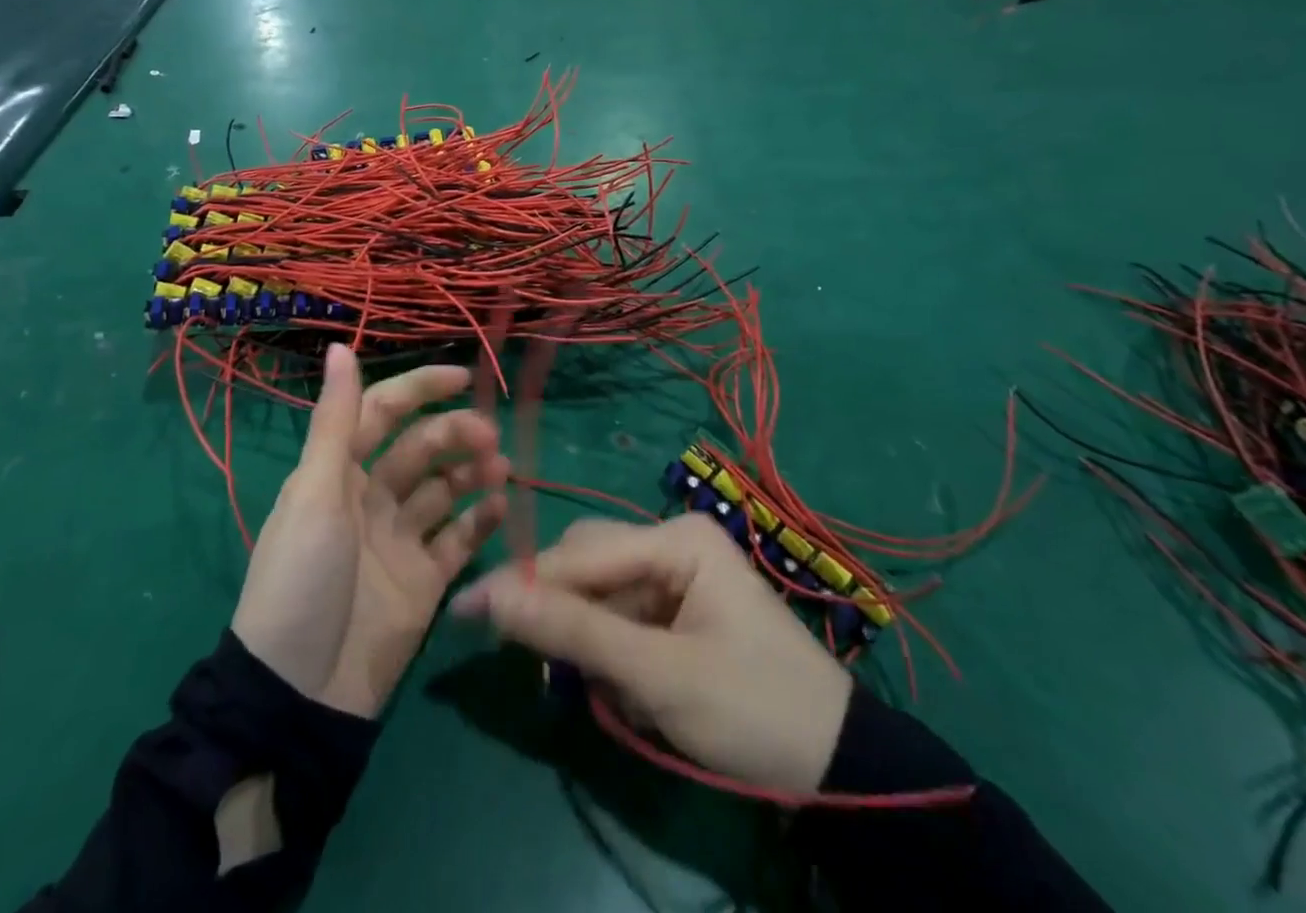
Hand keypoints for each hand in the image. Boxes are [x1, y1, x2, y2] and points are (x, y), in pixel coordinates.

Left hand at [231, 344, 508, 717]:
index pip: (384, 412)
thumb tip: (340, 345)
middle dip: (455, 434)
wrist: (300, 695)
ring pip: (446, 490)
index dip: (421, 389)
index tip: (465, 377)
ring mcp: (400, 541)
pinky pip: (459, 540)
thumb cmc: (301, 580)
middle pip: (422, 450)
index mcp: (339, 472)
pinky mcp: (424, 582)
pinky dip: (481, 521)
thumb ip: (336, 421)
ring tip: (500, 468)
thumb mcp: (314, 494)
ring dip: (473, 472)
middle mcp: (371, 498)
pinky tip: (502, 508)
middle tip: (489, 436)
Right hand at [451, 514, 853, 796]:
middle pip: (587, 566)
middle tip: (547, 672)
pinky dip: (613, 657)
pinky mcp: (676, 610)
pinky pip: (621, 619)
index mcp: (676, 538)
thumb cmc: (753, 709)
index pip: (580, 553)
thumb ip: (574, 634)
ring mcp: (675, 576)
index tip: (466, 608)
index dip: (524, 582)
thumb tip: (490, 596)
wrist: (839, 767)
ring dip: (590, 644)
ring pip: (599, 596)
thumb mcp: (659, 676)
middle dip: (566, 619)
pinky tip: (632, 694)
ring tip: (612, 696)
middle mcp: (670, 542)